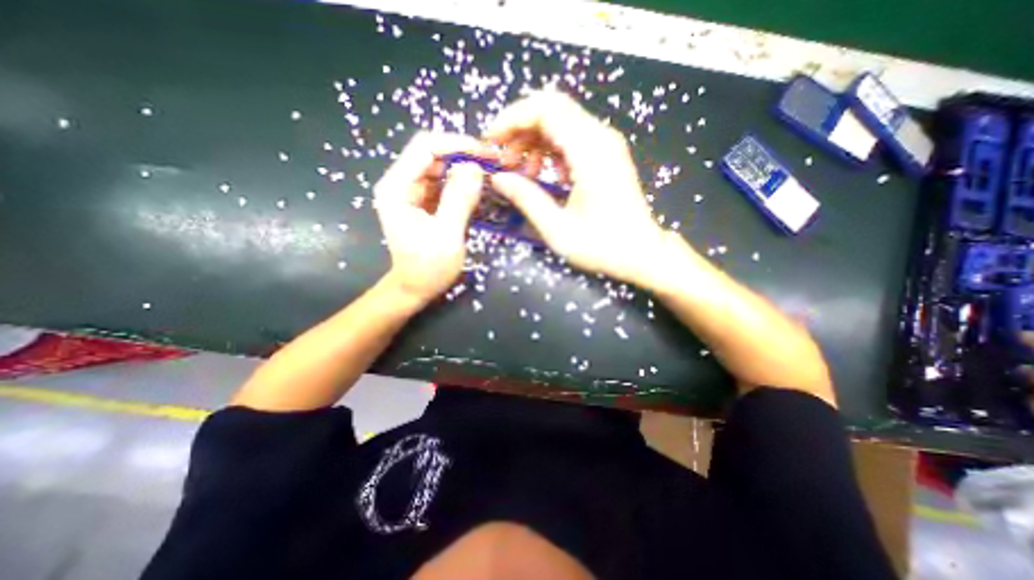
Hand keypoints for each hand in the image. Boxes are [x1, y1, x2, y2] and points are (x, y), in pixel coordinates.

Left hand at [377, 129, 489, 306]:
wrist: (415, 288)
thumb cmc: (427, 268)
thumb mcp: (447, 235)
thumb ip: (459, 200)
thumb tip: (475, 166)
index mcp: (397, 187)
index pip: (426, 147)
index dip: (457, 145)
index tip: (486, 154)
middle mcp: (401, 183)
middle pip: (433, 153)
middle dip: (464, 155)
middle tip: (493, 164)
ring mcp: (413, 192)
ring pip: (441, 166)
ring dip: (466, 168)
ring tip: (491, 175)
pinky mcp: (424, 202)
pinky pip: (445, 183)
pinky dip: (463, 183)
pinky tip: (479, 189)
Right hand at [486, 91, 679, 286]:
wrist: (642, 253)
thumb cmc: (603, 246)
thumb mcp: (558, 229)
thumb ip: (527, 199)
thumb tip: (499, 179)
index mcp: (590, 152)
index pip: (545, 109)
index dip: (512, 119)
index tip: (492, 141)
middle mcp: (600, 138)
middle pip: (552, 110)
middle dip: (520, 129)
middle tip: (504, 160)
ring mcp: (606, 145)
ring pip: (561, 123)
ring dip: (535, 141)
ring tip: (523, 173)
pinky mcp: (607, 155)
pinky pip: (573, 139)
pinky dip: (552, 151)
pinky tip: (547, 176)